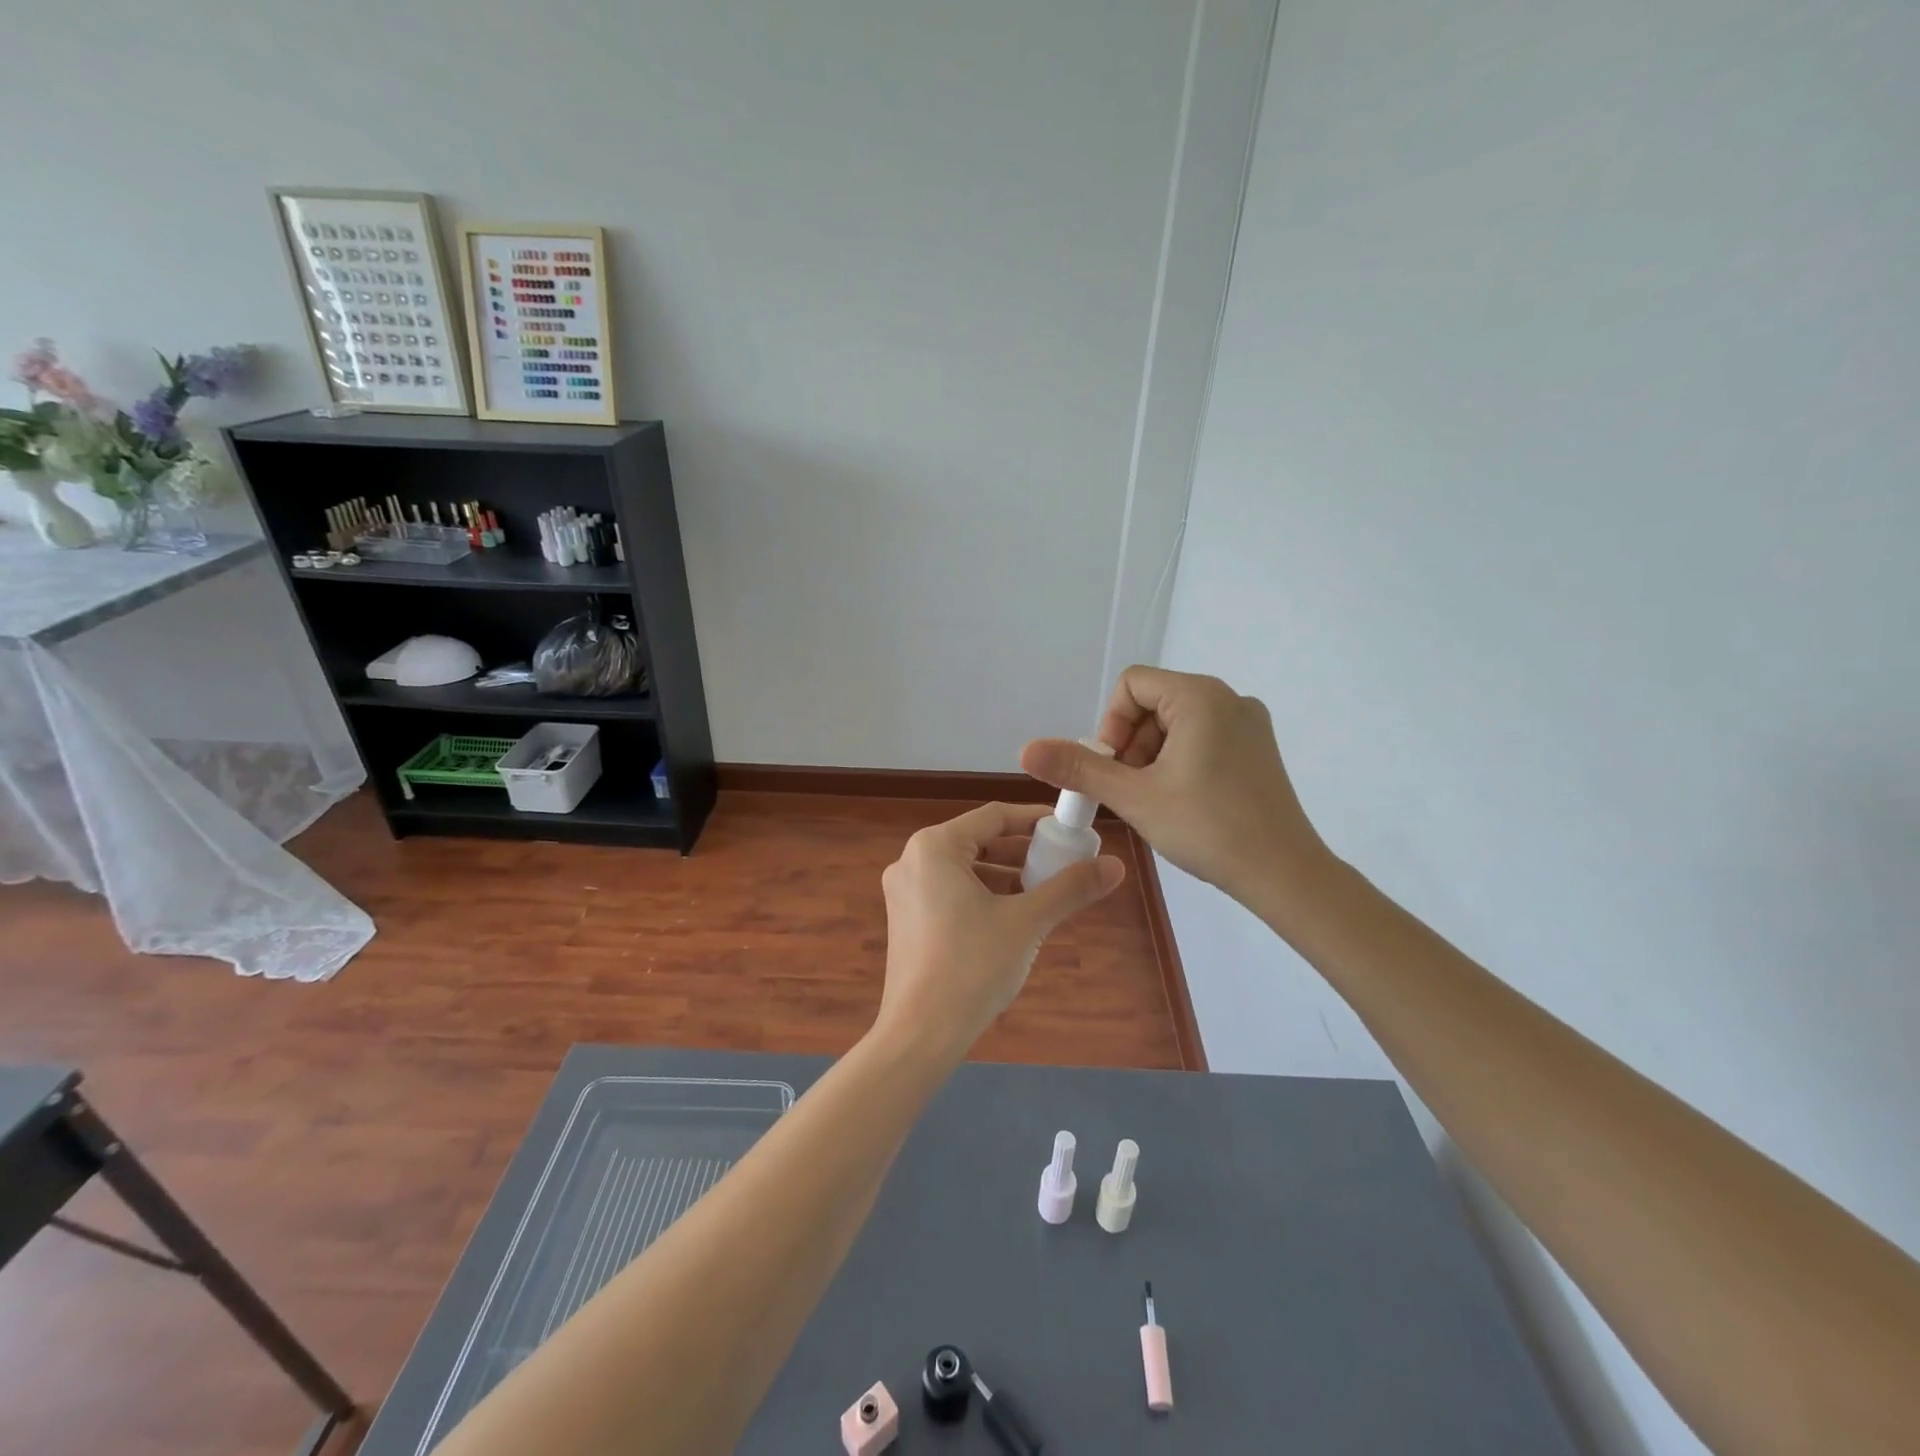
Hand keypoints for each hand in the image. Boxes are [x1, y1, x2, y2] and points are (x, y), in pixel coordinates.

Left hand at [876, 802, 1124, 1060]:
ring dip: (1006, 876)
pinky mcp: (906, 920)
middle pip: (978, 842)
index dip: (1035, 820)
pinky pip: (951, 892)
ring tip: (1045, 892)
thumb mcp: (1027, 922)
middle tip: (1063, 863)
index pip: (994, 817)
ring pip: (966, 869)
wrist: (920, 1035)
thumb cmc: (972, 967)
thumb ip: (1070, 888)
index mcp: (934, 847)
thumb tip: (1116, 865)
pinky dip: (984, 896)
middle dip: (1023, 852)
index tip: (1070, 829)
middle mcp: (912, 860)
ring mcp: (904, 892)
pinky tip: (1013, 917)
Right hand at [1021, 667, 1329, 911]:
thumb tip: (1026, 748)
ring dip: (1153, 756)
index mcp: (1200, 696)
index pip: (1132, 685)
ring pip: (1177, 723)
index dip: (1110, 725)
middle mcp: (1229, 698)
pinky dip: (1180, 761)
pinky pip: (1204, 737)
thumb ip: (1079, 768)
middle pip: (1154, 703)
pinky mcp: (1258, 748)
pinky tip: (1183, 801)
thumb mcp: (1134, 797)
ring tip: (1155, 800)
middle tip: (1131, 791)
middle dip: (1131, 744)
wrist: (1283, 873)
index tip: (1113, 769)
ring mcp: (1249, 722)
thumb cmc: (1207, 827)